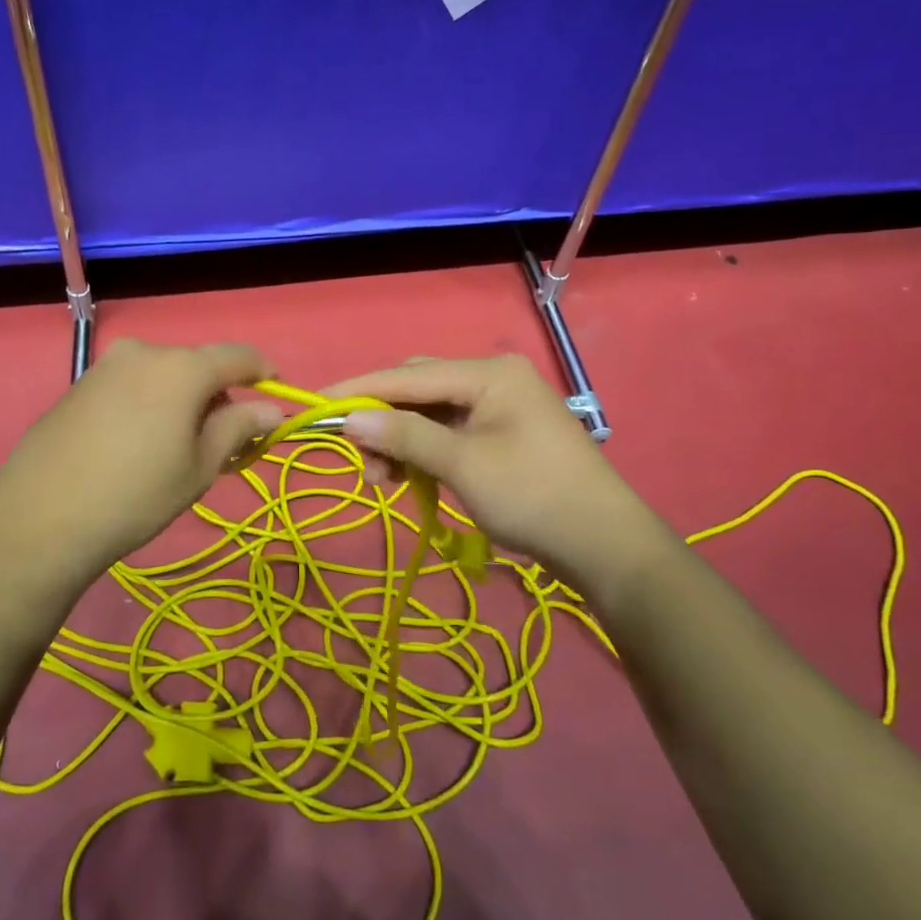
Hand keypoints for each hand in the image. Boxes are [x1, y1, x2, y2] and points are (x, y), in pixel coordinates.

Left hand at [0, 339, 282, 595]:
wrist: (39, 520)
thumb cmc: (135, 496)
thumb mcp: (199, 467)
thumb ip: (238, 428)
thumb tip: (271, 410)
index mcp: (181, 367)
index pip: (238, 356)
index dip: (263, 373)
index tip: (274, 399)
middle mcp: (144, 352)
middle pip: (198, 365)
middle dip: (217, 396)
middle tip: (220, 443)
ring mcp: (105, 366)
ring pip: (163, 375)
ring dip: (181, 400)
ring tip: (174, 449)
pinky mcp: (78, 385)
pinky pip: (130, 385)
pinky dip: (148, 404)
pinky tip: (135, 446)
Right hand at [325, 355, 667, 585]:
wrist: (605, 545)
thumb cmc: (533, 496)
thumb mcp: (463, 465)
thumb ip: (405, 437)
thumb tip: (349, 420)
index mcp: (488, 373)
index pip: (408, 375)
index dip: (359, 390)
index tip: (315, 404)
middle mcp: (492, 379)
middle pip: (417, 389)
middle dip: (381, 421)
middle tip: (357, 458)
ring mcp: (498, 407)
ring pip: (429, 414)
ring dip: (400, 441)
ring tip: (382, 480)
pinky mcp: (500, 435)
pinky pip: (448, 433)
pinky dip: (423, 452)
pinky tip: (408, 477)